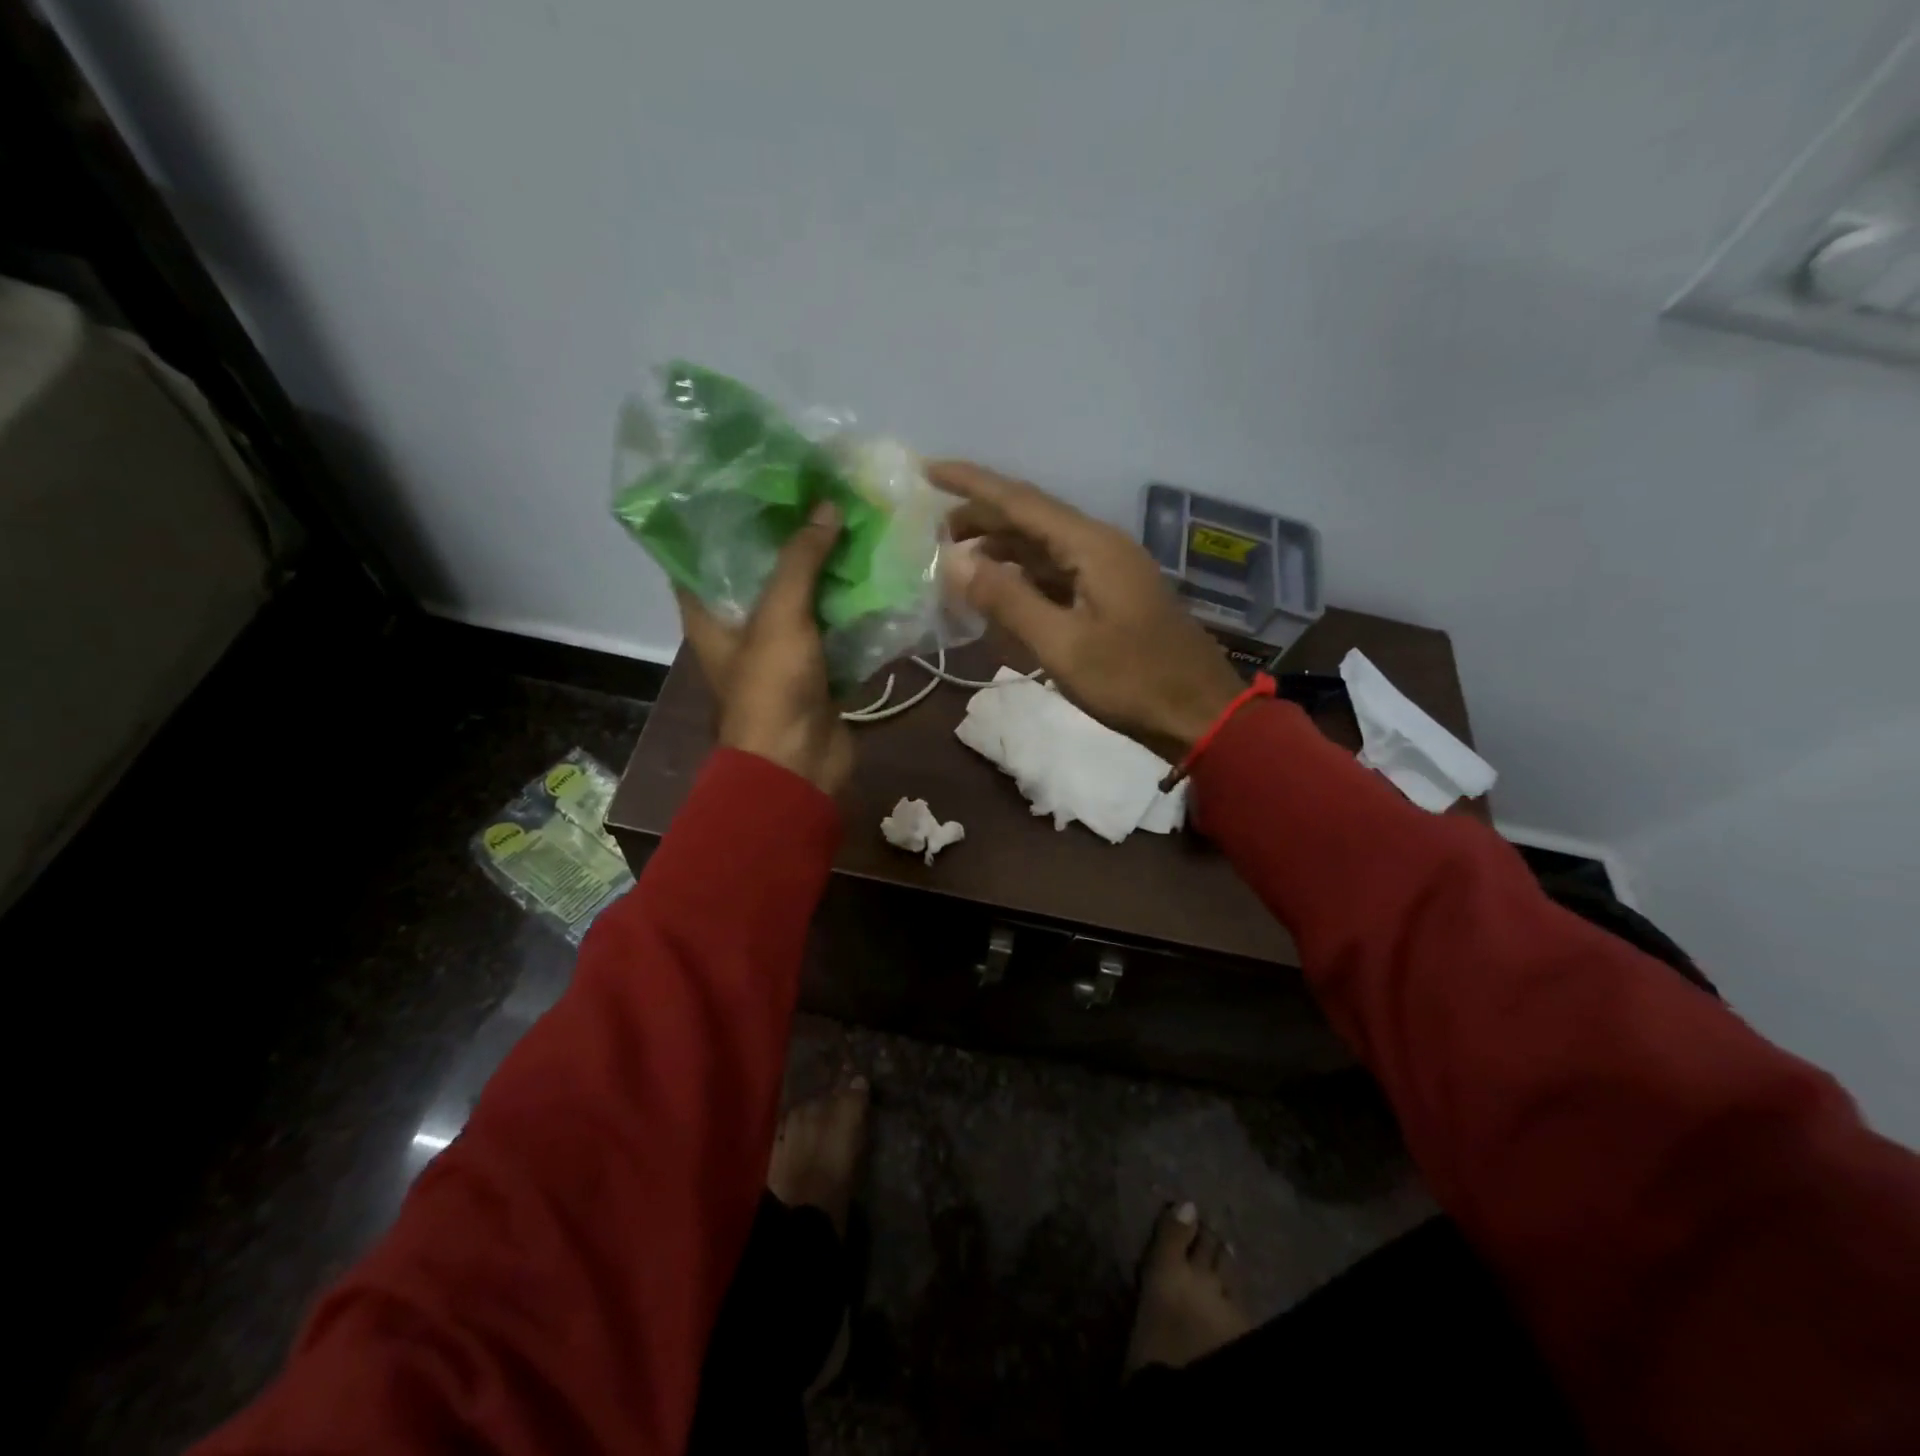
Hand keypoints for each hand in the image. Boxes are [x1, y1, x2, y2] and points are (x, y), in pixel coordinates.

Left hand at [677, 502, 854, 795]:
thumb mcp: (779, 615)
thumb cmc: (771, 688)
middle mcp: (740, 629)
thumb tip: (826, 506)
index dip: (719, 521)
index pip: (700, 557)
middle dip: (786, 540)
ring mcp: (781, 651)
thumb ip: (801, 559)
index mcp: (709, 616)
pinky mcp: (816, 669)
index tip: (748, 484)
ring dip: (824, 571)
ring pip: (801, 601)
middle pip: (759, 574)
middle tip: (813, 496)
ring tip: (848, 523)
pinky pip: (832, 629)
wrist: (799, 764)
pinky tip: (872, 574)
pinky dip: (848, 607)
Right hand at [931, 461, 1245, 763]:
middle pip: (1031, 519)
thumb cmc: (1132, 681)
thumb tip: (954, 561)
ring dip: (1000, 548)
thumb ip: (1007, 600)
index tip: (927, 470)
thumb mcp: (1062, 645)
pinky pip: (1057, 573)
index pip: (1020, 501)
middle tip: (932, 531)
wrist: (1198, 714)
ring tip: (956, 560)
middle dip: (981, 518)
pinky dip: (1023, 576)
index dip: (971, 483)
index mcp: (1091, 546)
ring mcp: (1109, 571)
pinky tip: (1000, 590)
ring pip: (1043, 547)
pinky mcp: (1111, 597)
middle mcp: (1100, 546)